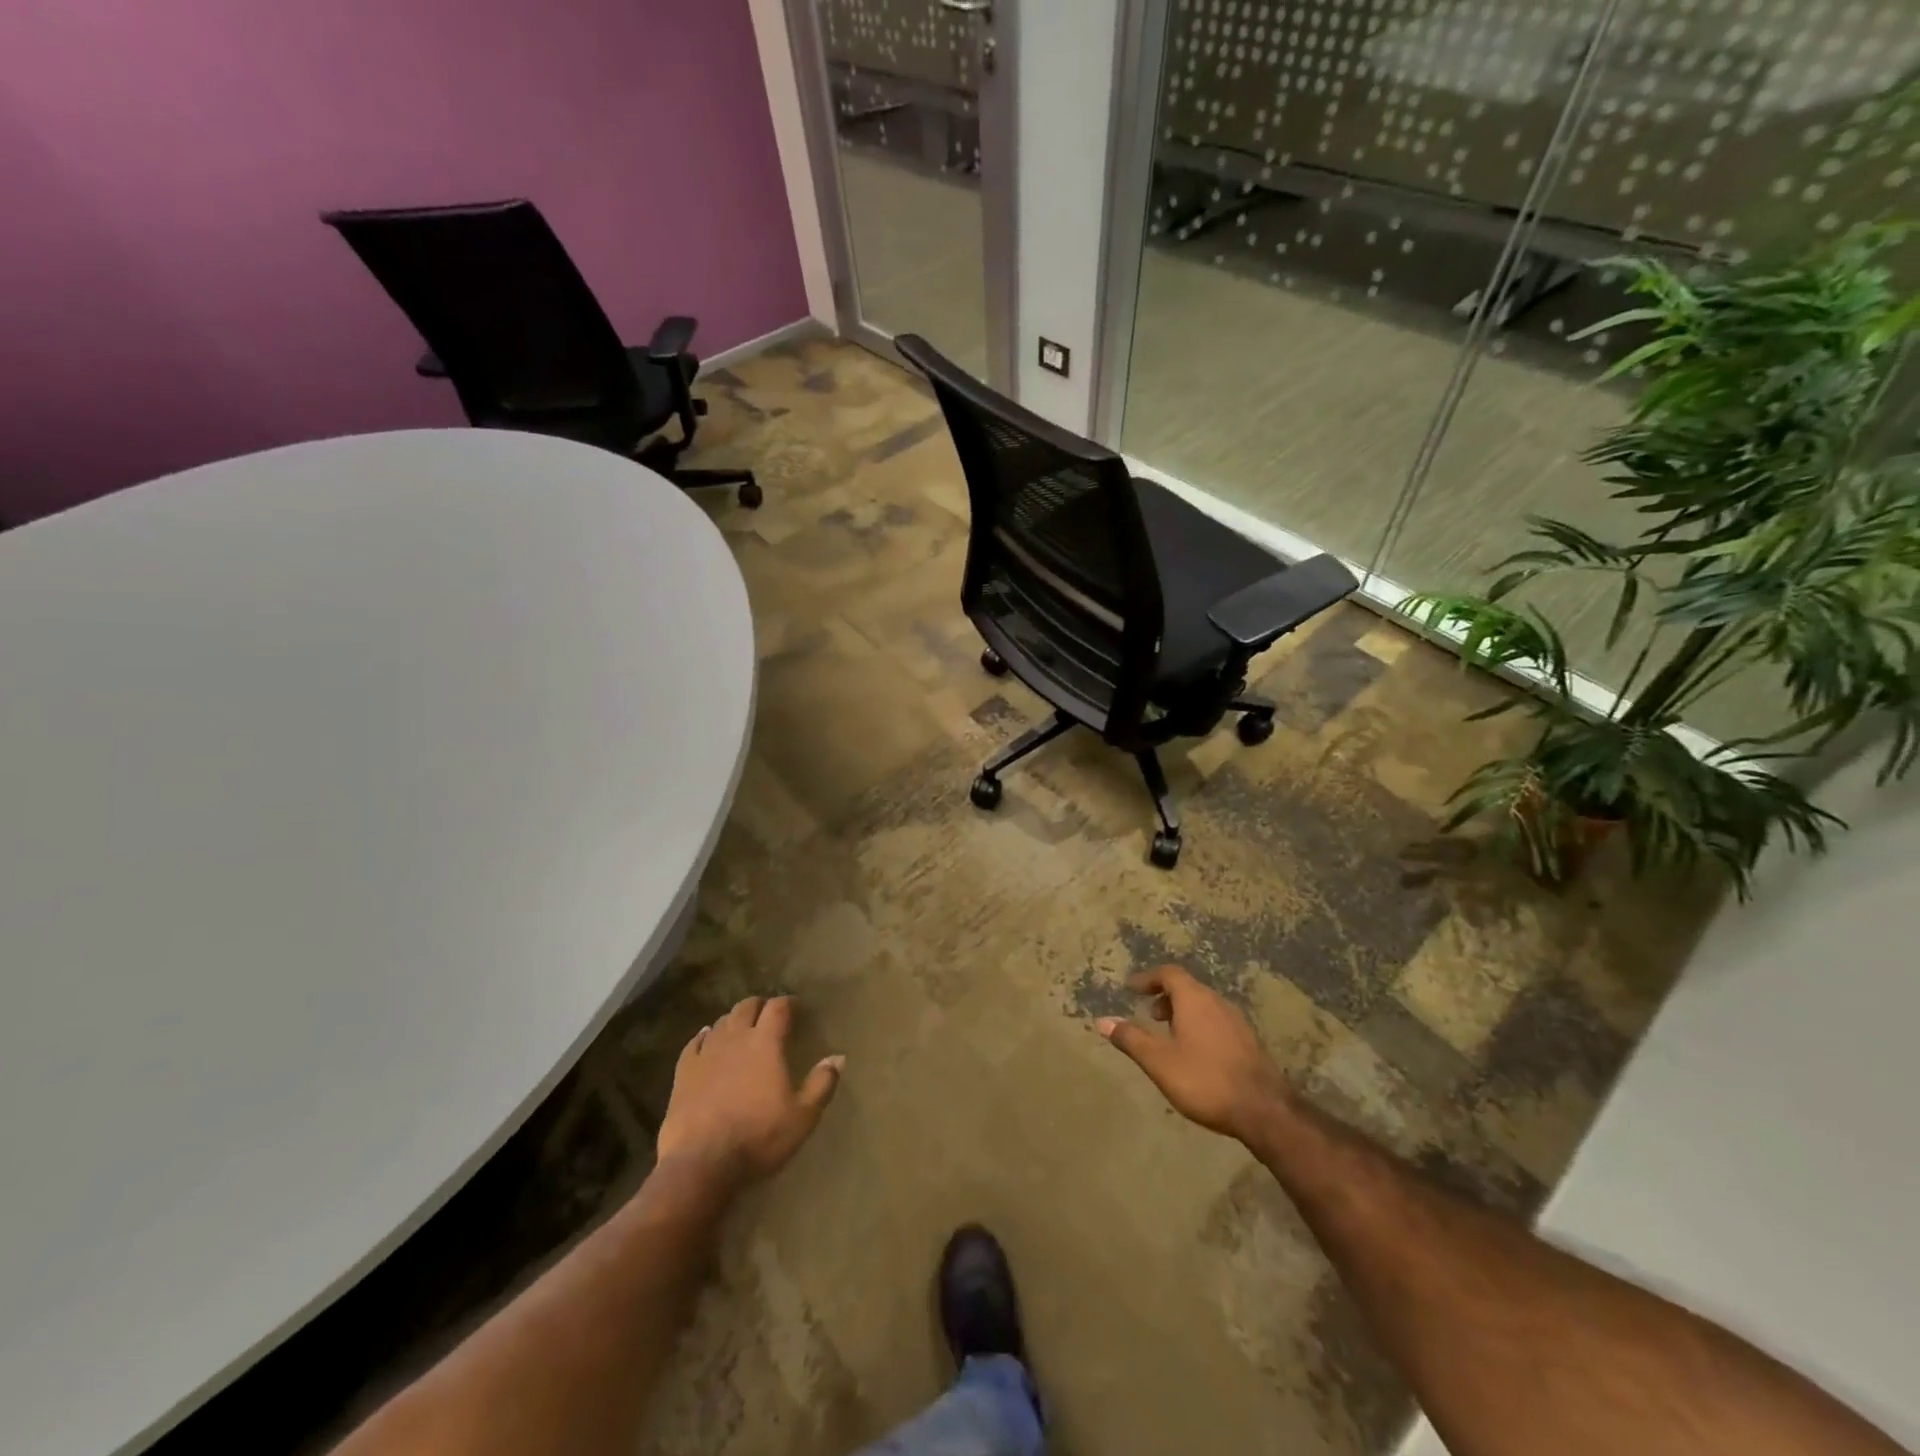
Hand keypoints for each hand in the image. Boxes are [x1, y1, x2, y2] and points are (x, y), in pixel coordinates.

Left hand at [655, 996, 842, 1187]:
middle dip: (760, 1005)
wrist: (701, 1163)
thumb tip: (838, 1057)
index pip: (779, 1007)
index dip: (789, 1002)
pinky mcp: (683, 1073)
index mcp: (766, 1043)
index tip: (797, 1006)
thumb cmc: (758, 1137)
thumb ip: (822, 1084)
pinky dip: (704, 1036)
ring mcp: (706, 1054)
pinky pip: (694, 1043)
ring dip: (734, 1020)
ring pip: (721, 1022)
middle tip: (769, 1014)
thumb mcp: (803, 1117)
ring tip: (742, 1027)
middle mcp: (736, 1039)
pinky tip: (706, 1038)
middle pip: (747, 1007)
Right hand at [1097, 966, 1291, 1143]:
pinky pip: (1217, 1021)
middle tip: (1150, 1015)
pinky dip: (1200, 1025)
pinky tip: (1197, 1053)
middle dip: (1165, 997)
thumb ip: (1131, 1039)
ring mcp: (1237, 1021)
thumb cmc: (1205, 1080)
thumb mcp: (1159, 1061)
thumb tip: (1102, 1021)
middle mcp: (1217, 1002)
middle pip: (1188, 987)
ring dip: (1184, 1012)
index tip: (1131, 989)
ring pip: (1204, 1005)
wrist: (1265, 1111)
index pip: (1168, 974)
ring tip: (1170, 1036)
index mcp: (1195, 999)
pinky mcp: (1249, 1042)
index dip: (1147, 978)